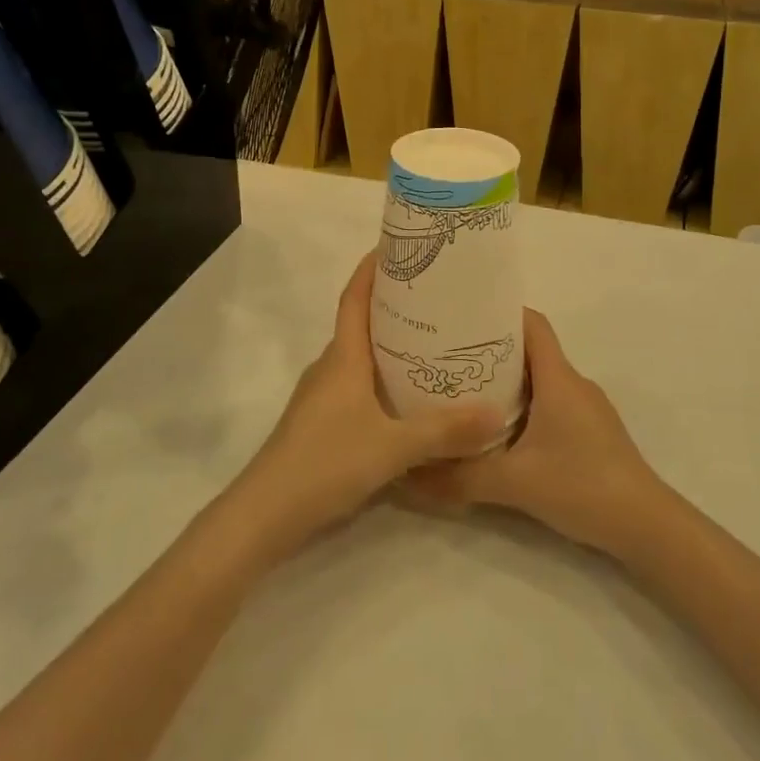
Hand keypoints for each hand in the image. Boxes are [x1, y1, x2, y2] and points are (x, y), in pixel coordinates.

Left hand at [232, 253, 506, 553]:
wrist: (265, 514)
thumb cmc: (325, 463)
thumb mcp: (392, 447)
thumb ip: (443, 430)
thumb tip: (495, 411)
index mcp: (343, 357)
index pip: (355, 299)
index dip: (371, 269)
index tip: (395, 246)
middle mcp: (330, 368)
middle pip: (361, 324)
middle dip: (394, 306)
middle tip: (437, 298)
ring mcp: (322, 396)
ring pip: (359, 358)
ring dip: (390, 346)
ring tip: (433, 344)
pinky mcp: (321, 423)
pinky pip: (357, 386)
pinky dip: (382, 379)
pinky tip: (408, 399)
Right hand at [403, 309, 665, 554]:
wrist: (647, 527)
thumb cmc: (583, 486)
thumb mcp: (514, 483)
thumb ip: (460, 478)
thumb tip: (409, 476)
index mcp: (558, 378)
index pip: (532, 324)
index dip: (501, 312)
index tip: (463, 316)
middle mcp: (573, 383)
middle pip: (530, 350)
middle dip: (491, 349)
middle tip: (448, 358)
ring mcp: (586, 408)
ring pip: (540, 379)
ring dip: (506, 381)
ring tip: (465, 393)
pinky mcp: (591, 432)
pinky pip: (551, 403)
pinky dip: (524, 406)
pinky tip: (500, 431)